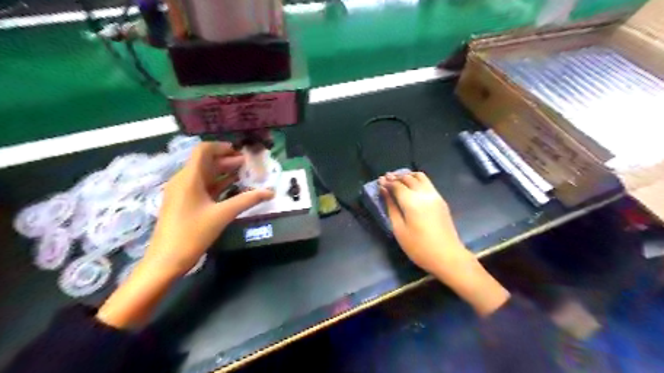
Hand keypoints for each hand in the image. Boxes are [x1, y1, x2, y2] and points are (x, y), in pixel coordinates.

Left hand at [147, 142, 275, 277]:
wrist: (166, 260)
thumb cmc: (192, 234)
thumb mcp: (223, 215)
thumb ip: (247, 200)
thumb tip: (270, 192)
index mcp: (189, 178)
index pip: (203, 151)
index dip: (222, 147)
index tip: (241, 152)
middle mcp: (183, 180)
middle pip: (205, 162)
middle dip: (227, 160)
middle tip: (248, 164)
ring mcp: (182, 192)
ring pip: (205, 175)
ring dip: (223, 172)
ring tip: (244, 173)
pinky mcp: (184, 203)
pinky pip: (202, 187)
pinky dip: (217, 184)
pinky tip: (232, 187)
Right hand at [378, 172, 509, 317]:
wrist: (447, 256)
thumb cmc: (419, 247)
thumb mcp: (399, 229)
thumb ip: (391, 207)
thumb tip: (384, 191)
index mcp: (412, 202)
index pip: (397, 185)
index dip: (387, 182)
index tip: (378, 182)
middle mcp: (424, 194)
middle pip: (408, 178)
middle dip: (395, 177)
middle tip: (386, 179)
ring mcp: (435, 195)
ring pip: (420, 177)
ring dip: (407, 176)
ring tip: (398, 180)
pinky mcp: (441, 200)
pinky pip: (427, 183)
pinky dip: (417, 180)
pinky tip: (411, 186)